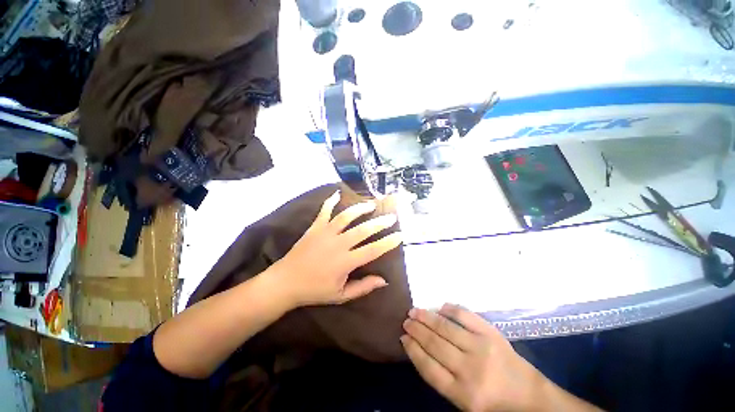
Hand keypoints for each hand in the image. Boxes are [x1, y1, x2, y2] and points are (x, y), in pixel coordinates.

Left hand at [270, 190, 401, 306]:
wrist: (285, 282)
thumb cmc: (314, 290)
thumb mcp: (341, 296)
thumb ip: (363, 287)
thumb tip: (383, 280)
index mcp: (345, 262)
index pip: (373, 250)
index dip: (388, 242)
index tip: (400, 235)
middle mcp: (338, 244)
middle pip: (363, 230)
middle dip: (380, 222)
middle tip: (391, 216)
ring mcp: (325, 233)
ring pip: (346, 216)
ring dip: (360, 208)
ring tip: (371, 204)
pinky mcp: (315, 228)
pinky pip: (324, 211)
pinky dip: (330, 201)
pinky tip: (337, 193)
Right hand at [401, 304, 556, 411]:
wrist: (529, 396)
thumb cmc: (492, 403)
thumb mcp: (464, 402)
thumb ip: (441, 378)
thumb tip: (420, 348)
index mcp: (462, 393)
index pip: (428, 367)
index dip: (413, 350)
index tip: (403, 337)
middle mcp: (470, 370)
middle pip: (435, 344)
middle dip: (416, 330)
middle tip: (406, 320)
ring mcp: (482, 348)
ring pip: (446, 328)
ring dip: (427, 317)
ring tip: (414, 311)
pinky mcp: (492, 334)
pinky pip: (466, 316)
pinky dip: (451, 309)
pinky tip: (440, 306)